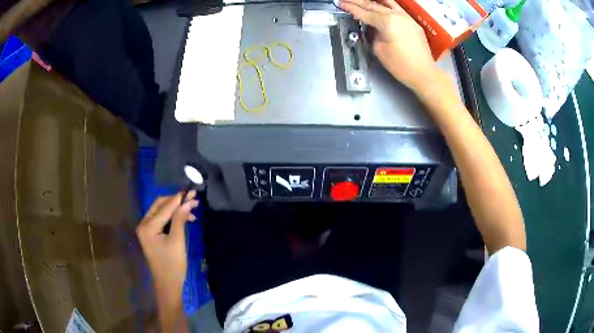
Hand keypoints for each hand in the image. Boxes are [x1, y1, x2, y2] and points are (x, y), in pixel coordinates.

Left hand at [136, 191, 197, 330]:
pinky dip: (171, 217)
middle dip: (176, 202)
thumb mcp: (178, 241)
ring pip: (161, 211)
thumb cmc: (173, 264)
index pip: (165, 207)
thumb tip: (187, 201)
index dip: (179, 199)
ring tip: (191, 211)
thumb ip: (180, 219)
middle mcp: (143, 224)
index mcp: (148, 226)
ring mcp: (145, 229)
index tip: (193, 191)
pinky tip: (183, 219)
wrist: (168, 284)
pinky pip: (161, 219)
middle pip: (160, 205)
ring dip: (175, 209)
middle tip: (193, 200)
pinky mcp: (150, 234)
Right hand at [339, 0, 438, 92]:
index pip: (364, 13)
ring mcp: (407, 18)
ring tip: (364, 0)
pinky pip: (397, 9)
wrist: (424, 73)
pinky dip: (387, 5)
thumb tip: (372, 29)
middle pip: (374, 5)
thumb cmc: (401, 65)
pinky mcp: (413, 23)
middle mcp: (397, 16)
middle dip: (358, 2)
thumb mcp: (379, 50)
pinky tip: (382, 5)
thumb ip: (373, 35)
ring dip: (373, 1)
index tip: (341, 3)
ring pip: (387, 3)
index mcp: (386, 22)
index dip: (350, 8)